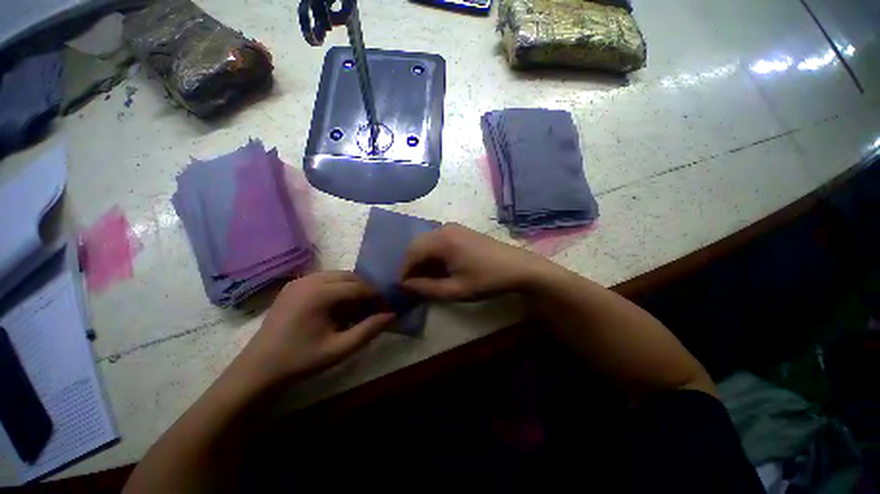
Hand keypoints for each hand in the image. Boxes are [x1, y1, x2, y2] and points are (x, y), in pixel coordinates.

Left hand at [232, 272, 393, 388]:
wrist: (258, 369)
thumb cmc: (300, 361)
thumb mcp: (339, 349)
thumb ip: (368, 330)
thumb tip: (392, 315)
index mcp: (319, 294)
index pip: (359, 287)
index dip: (376, 296)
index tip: (387, 307)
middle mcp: (310, 280)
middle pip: (350, 277)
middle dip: (365, 290)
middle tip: (374, 308)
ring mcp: (299, 281)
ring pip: (338, 276)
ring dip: (352, 288)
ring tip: (358, 308)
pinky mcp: (294, 286)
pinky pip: (325, 280)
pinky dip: (338, 289)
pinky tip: (338, 307)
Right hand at [400, 223, 550, 299]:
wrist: (519, 267)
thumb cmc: (487, 280)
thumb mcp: (455, 290)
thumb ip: (427, 288)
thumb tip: (406, 285)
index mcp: (442, 240)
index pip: (412, 253)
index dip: (403, 270)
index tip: (401, 287)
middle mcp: (444, 228)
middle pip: (417, 244)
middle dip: (411, 264)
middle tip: (412, 283)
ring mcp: (454, 227)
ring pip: (427, 242)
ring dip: (422, 259)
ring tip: (424, 277)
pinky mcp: (461, 231)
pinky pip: (438, 240)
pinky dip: (433, 254)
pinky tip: (438, 267)